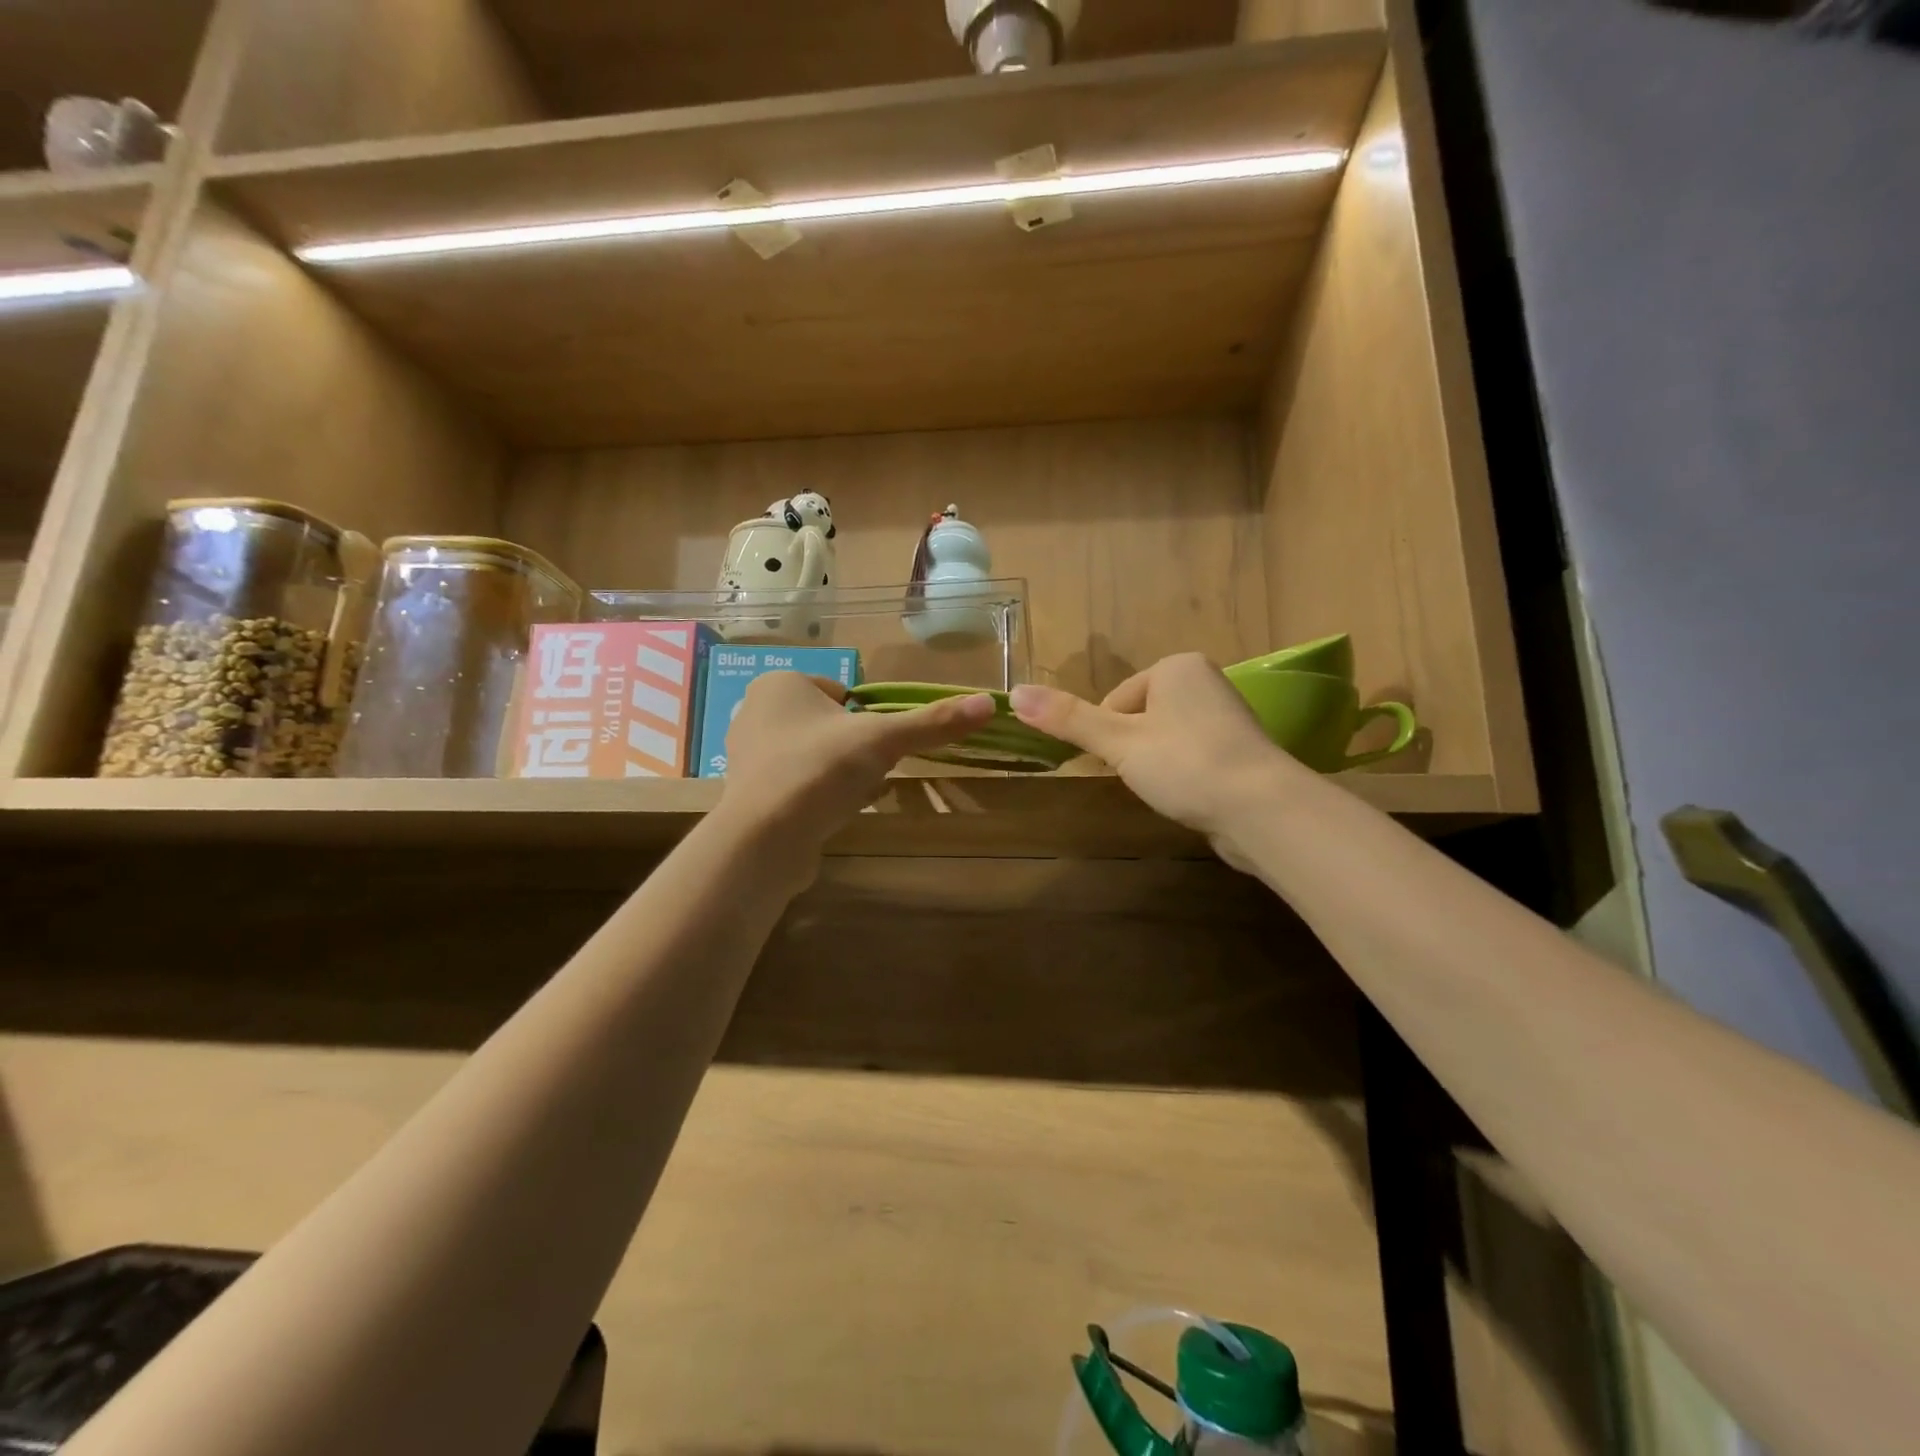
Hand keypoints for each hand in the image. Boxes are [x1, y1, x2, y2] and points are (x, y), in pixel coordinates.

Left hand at [717, 672, 994, 862]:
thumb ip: (933, 722)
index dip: (867, 718)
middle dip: (856, 749)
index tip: (879, 744)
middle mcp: (755, 712)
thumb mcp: (884, 740)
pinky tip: (833, 813)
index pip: (841, 691)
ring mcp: (748, 755)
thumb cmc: (821, 770)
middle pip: (830, 725)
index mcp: (780, 683)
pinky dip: (820, 795)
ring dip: (841, 773)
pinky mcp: (750, 794)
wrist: (765, 838)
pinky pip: (798, 785)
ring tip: (853, 795)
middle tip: (870, 771)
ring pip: (816, 756)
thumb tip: (988, 703)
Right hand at [1011, 654, 1299, 861]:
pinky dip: (1183, 775)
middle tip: (1149, 778)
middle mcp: (1204, 681)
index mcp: (1177, 666)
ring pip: (1164, 740)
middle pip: (1139, 718)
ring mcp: (1227, 715)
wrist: (1263, 809)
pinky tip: (1191, 795)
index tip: (1124, 763)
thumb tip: (1012, 693)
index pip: (1116, 701)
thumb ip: (1067, 719)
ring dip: (1157, 765)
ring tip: (1172, 789)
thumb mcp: (1118, 741)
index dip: (1109, 736)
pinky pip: (1191, 756)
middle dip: (1133, 751)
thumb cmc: (1186, 764)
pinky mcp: (1240, 749)